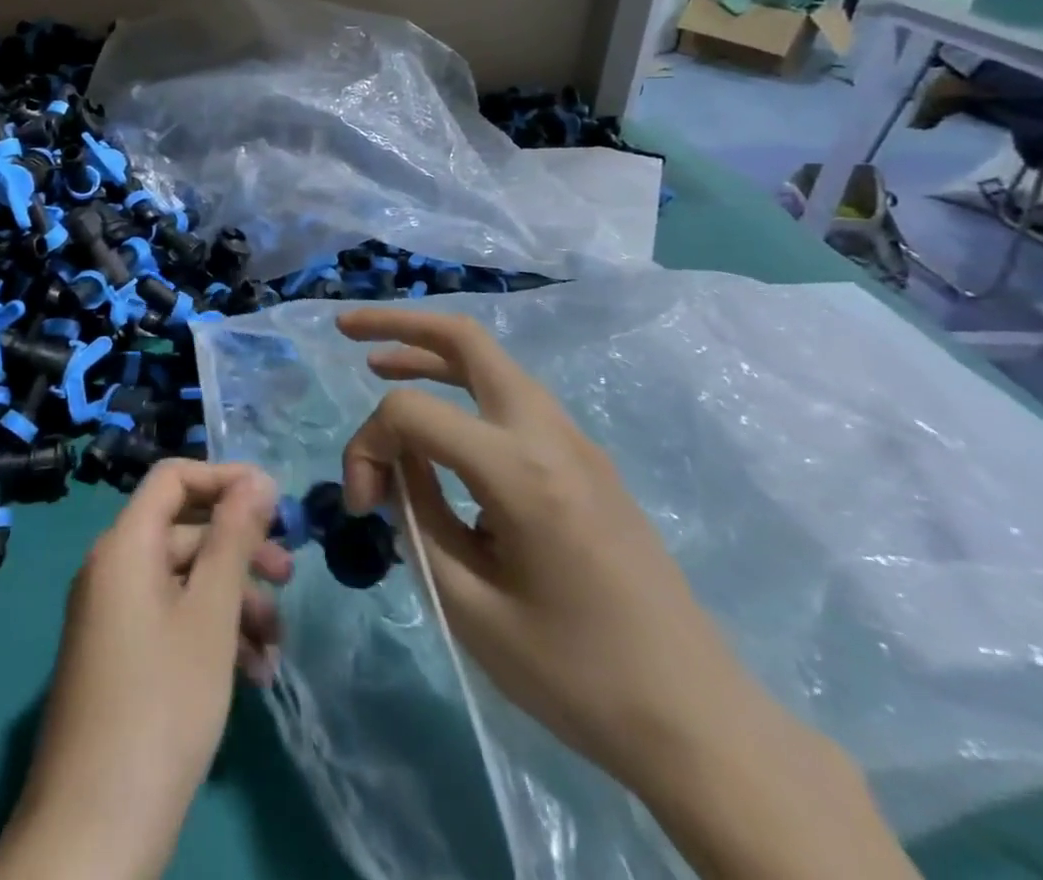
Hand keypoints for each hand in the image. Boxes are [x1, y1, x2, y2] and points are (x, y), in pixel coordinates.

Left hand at [0, 461, 289, 879]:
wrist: (94, 834)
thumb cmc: (162, 704)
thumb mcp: (211, 613)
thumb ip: (234, 537)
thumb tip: (258, 478)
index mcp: (124, 546)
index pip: (173, 477)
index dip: (224, 478)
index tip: (274, 501)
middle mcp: (112, 570)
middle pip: (184, 530)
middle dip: (240, 550)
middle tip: (288, 577)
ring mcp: (112, 618)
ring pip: (184, 581)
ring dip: (234, 602)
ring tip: (274, 647)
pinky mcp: (119, 659)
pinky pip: (170, 620)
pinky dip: (211, 634)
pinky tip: (252, 674)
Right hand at [336, 305, 771, 791]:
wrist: (695, 718)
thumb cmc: (575, 675)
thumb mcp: (469, 606)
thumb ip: (417, 517)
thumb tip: (393, 466)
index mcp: (519, 470)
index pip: (412, 414)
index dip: (367, 446)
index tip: (362, 506)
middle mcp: (548, 432)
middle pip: (466, 339)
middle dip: (400, 324)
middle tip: (347, 329)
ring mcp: (574, 439)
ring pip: (491, 362)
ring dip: (432, 353)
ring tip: (379, 362)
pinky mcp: (585, 458)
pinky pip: (512, 398)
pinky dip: (464, 387)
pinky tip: (440, 421)